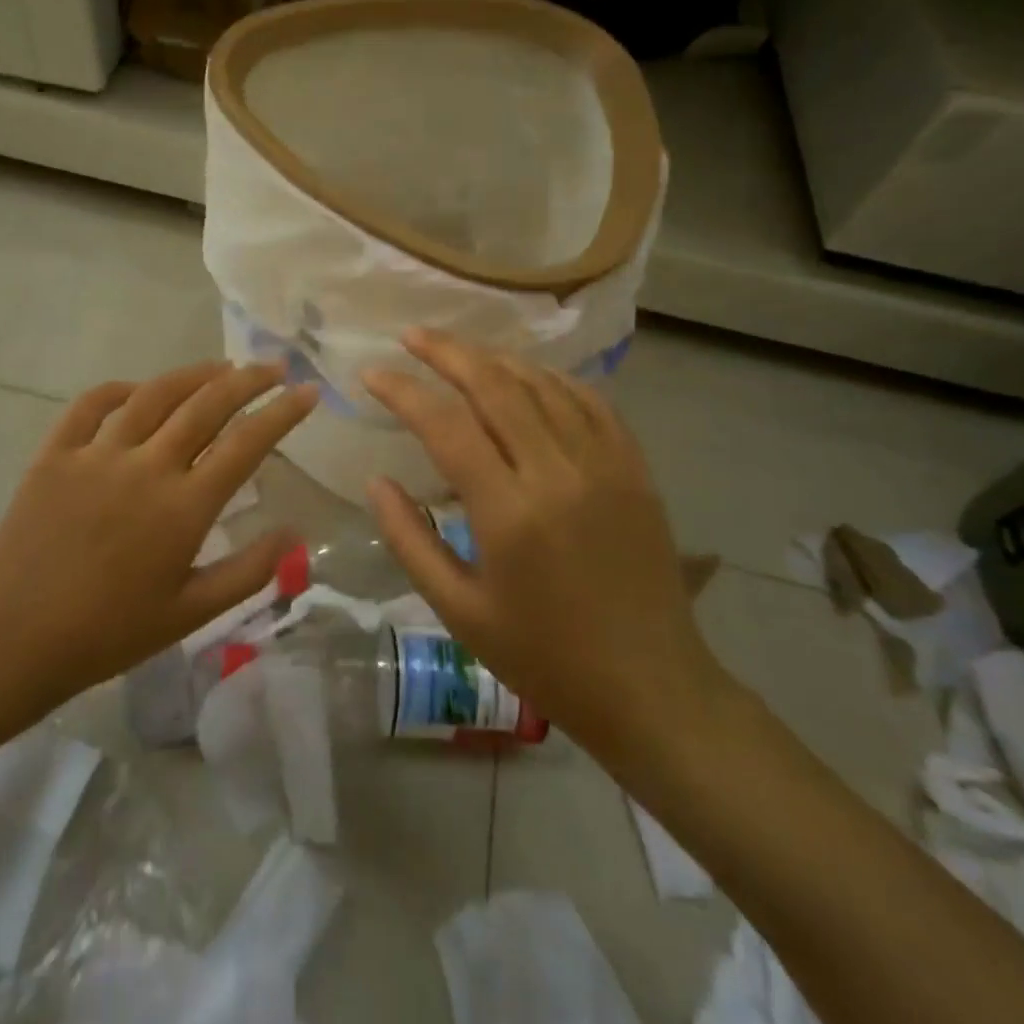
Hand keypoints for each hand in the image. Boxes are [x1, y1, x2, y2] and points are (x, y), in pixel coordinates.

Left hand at [0, 362, 318, 708]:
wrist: (13, 642)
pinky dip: (121, 389)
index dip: (282, 412)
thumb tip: (294, 533)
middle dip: (248, 380)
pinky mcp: (54, 454)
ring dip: (193, 375)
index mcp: (183, 508)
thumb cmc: (109, 633)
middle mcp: (145, 467)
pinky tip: (138, 390)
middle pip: (206, 405)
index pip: (246, 443)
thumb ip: (249, 571)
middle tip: (273, 367)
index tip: (308, 392)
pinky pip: (91, 405)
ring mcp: (96, 455)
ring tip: (220, 367)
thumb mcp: (191, 614)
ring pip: (154, 395)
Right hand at [362, 330, 728, 772]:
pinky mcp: (635, 469)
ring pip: (542, 384)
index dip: (404, 391)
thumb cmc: (543, 656)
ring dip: (495, 360)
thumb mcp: (458, 610)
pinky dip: (552, 379)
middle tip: (412, 336)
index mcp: (509, 514)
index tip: (372, 374)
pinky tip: (527, 376)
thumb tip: (376, 480)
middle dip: (447, 352)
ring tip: (460, 352)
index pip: (446, 425)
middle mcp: (558, 473)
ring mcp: (604, 465)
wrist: (650, 687)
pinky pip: (590, 401)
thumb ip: (409, 539)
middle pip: (495, 386)